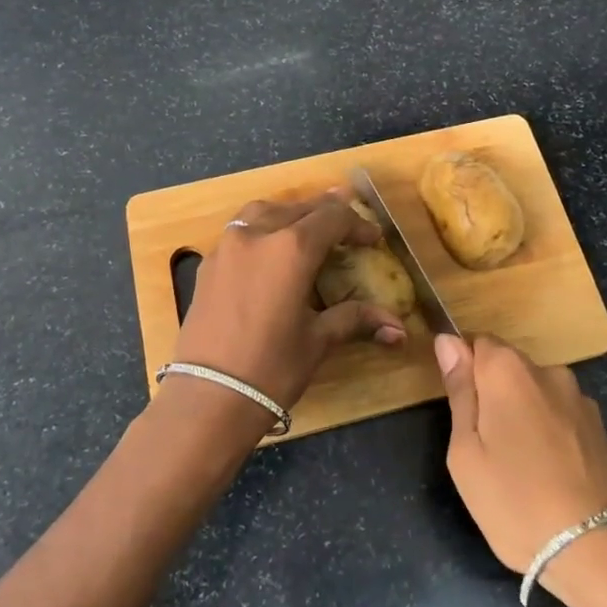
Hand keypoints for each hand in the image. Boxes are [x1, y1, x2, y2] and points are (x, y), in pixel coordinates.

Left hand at [173, 191, 406, 415]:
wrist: (208, 398)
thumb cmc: (271, 369)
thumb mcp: (318, 340)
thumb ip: (355, 320)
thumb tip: (399, 329)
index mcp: (291, 249)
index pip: (332, 218)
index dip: (357, 225)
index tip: (373, 240)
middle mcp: (257, 235)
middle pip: (298, 209)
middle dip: (326, 214)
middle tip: (347, 229)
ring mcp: (227, 246)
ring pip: (264, 211)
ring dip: (290, 214)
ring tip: (307, 228)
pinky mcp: (208, 264)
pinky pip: (240, 230)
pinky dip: (262, 229)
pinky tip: (270, 250)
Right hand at [435, 332, 606, 574]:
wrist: (600, 549)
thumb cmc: (516, 500)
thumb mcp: (466, 452)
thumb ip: (459, 391)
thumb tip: (448, 341)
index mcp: (508, 370)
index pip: (476, 341)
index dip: (462, 369)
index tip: (458, 407)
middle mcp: (547, 371)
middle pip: (507, 367)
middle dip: (492, 395)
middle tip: (483, 448)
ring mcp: (580, 399)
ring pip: (535, 394)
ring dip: (523, 415)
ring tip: (519, 468)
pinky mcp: (601, 428)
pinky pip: (560, 417)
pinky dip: (549, 435)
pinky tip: (549, 475)